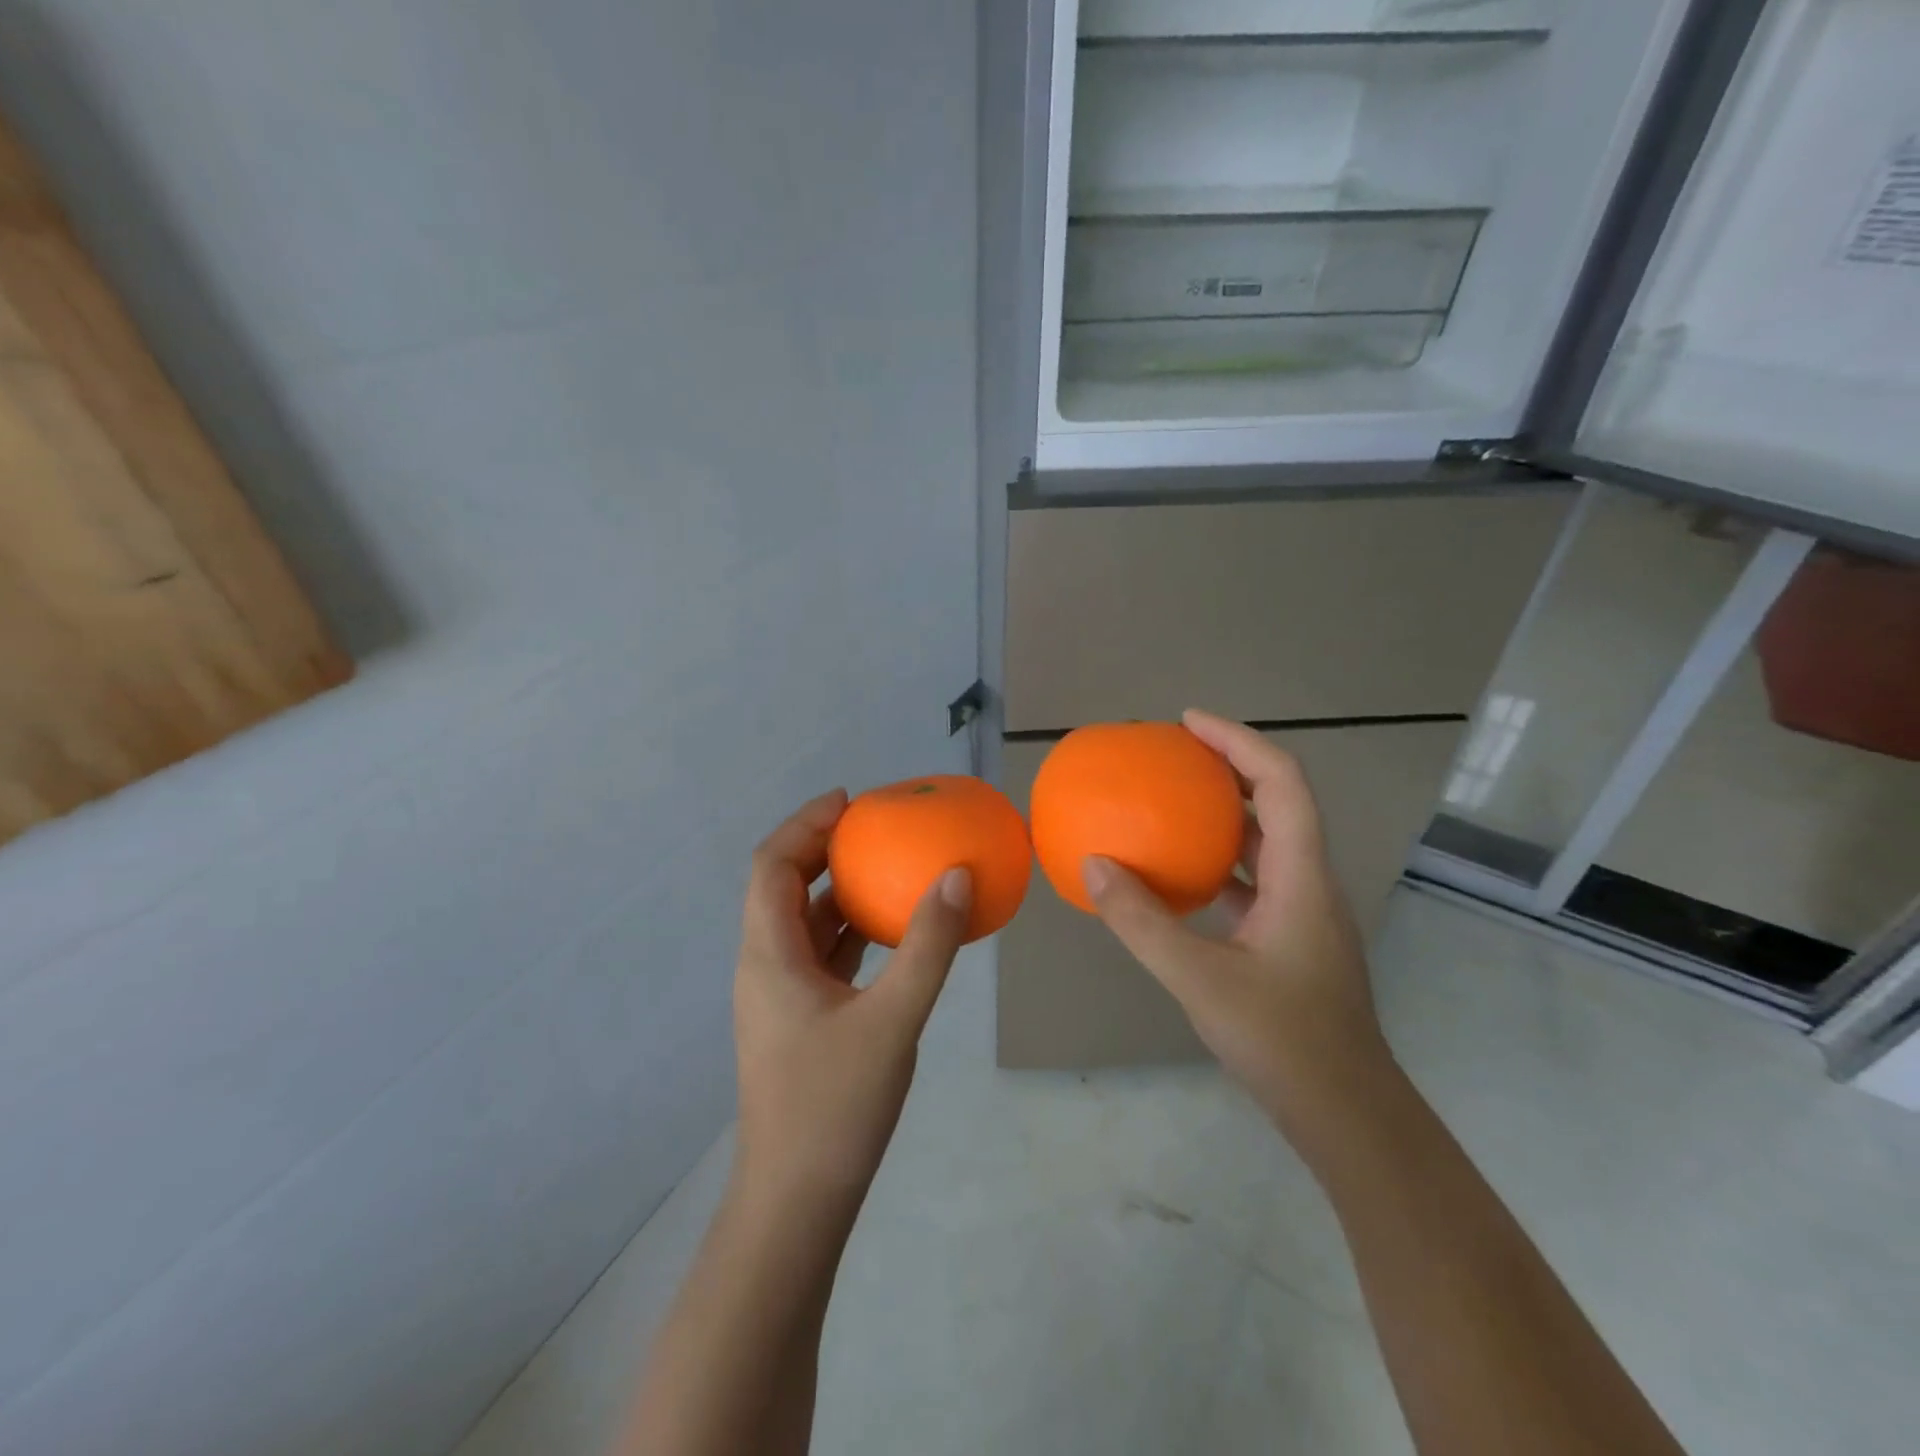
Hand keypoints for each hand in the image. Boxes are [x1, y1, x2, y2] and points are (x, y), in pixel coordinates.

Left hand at [732, 790, 972, 1215]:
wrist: (796, 1203)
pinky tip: (890, 931)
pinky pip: (821, 955)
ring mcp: (780, 996)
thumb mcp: (893, 1020)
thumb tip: (957, 877)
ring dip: (837, 889)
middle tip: (873, 827)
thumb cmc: (834, 1106)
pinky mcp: (799, 1020)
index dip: (805, 824)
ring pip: (802, 922)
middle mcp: (765, 966)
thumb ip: (928, 946)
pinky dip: (849, 930)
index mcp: (769, 956)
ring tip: (885, 866)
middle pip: (782, 886)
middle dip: (822, 849)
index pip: (771, 865)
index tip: (849, 801)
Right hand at [1082, 709, 1393, 1131]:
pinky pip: (1253, 877)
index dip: (1239, 741)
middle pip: (1278, 800)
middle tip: (1174, 753)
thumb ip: (1142, 921)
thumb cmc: (1283, 1042)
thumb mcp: (1199, 978)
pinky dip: (1217, 859)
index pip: (1281, 782)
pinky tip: (1177, 873)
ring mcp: (1303, 911)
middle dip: (1229, 765)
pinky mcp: (1290, 937)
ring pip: (1267, 840)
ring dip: (1224, 811)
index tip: (1188, 723)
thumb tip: (1094, 865)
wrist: (1347, 1115)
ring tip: (1171, 801)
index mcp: (1302, 876)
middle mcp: (1309, 882)